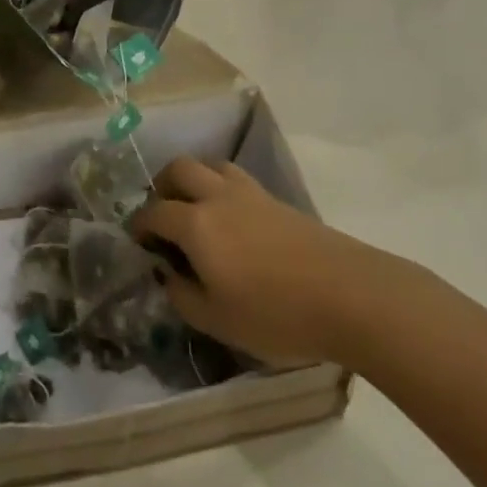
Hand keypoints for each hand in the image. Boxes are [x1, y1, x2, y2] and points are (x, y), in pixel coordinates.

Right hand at [132, 158, 374, 366]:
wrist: (349, 295)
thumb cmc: (275, 314)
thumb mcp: (217, 320)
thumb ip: (182, 295)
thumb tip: (167, 274)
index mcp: (196, 224)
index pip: (154, 212)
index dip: (140, 224)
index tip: (137, 241)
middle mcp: (217, 197)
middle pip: (180, 169)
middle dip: (163, 186)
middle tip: (163, 214)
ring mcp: (250, 193)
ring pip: (211, 166)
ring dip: (195, 180)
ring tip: (197, 210)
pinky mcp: (277, 200)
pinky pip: (237, 179)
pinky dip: (221, 189)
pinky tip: (232, 220)